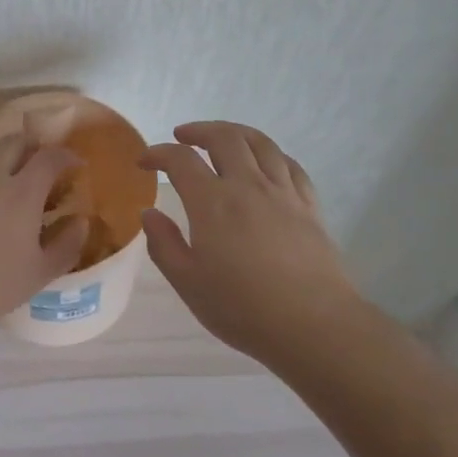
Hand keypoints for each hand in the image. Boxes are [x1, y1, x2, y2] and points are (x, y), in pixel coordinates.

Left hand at [0, 133, 89, 330]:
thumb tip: (81, 222)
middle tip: (42, 159)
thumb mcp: (40, 273)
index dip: (66, 156)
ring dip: (1, 149)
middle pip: (14, 143)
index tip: (74, 164)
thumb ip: (67, 245)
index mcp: (22, 193)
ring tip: (8, 163)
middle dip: (33, 145)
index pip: (49, 158)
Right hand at [140, 122, 362, 364]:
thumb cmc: (241, 307)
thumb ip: (163, 244)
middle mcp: (248, 186)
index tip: (144, 161)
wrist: (313, 325)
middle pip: (225, 138)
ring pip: (261, 143)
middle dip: (199, 131)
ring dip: (235, 133)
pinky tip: (264, 162)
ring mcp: (284, 193)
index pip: (181, 161)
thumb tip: (149, 213)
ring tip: (222, 139)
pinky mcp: (310, 206)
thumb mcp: (187, 282)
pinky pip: (289, 164)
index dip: (158, 154)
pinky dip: (270, 154)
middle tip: (182, 137)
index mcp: (212, 203)